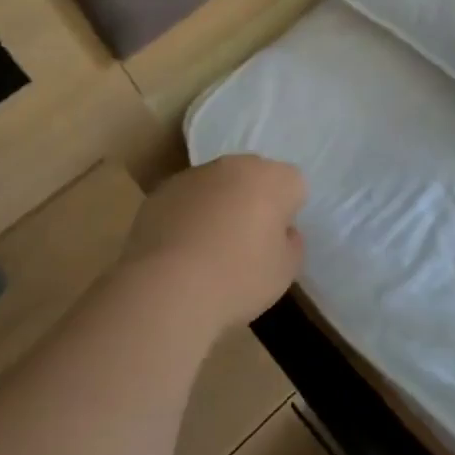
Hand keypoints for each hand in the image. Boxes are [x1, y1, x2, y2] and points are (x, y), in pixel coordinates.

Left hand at [127, 155, 307, 328]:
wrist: (166, 289)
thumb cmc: (238, 278)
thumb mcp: (285, 271)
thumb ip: (291, 243)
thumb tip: (280, 232)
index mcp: (272, 178)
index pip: (294, 185)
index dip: (288, 213)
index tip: (276, 241)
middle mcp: (235, 166)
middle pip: (254, 178)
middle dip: (254, 201)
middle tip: (246, 242)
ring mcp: (194, 175)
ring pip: (218, 186)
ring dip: (220, 206)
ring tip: (208, 249)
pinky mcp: (161, 192)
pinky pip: (187, 200)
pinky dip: (189, 216)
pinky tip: (181, 251)